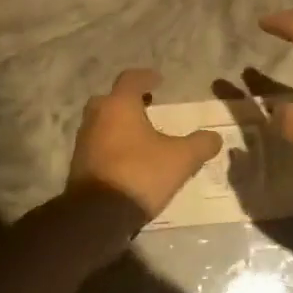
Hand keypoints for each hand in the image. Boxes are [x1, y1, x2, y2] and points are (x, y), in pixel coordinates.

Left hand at [68, 69, 222, 223]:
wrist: (98, 215)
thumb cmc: (141, 174)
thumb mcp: (181, 159)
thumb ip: (200, 144)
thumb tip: (214, 137)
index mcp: (119, 106)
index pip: (130, 79)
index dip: (146, 77)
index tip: (159, 81)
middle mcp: (96, 117)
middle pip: (110, 99)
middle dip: (128, 101)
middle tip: (146, 107)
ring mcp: (83, 142)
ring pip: (101, 123)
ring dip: (118, 124)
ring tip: (139, 136)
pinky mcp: (78, 165)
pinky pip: (97, 145)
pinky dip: (111, 145)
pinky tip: (127, 159)